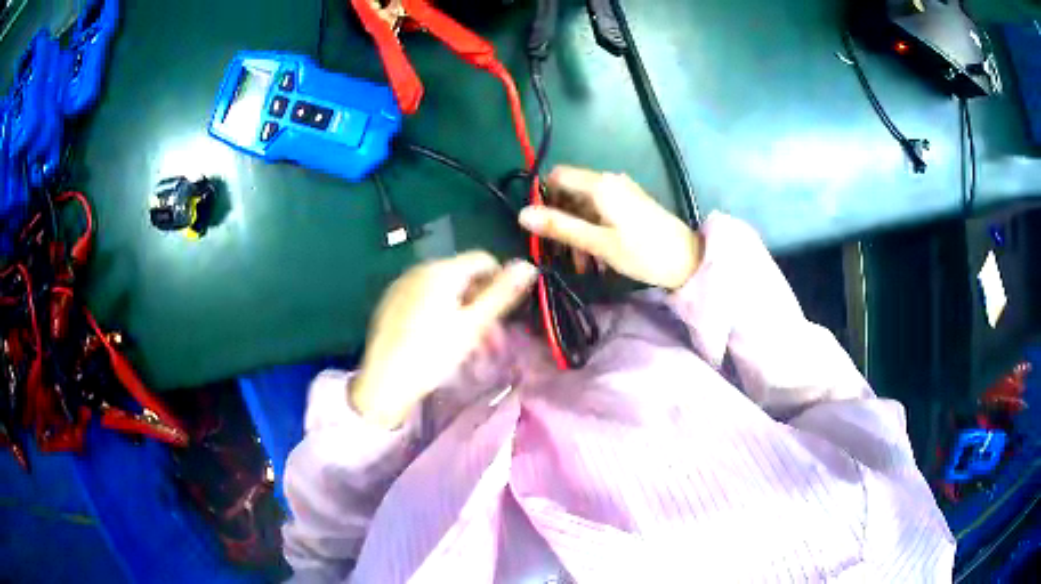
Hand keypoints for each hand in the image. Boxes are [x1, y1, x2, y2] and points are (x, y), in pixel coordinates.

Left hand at [351, 252, 537, 429]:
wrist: (384, 384)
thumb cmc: (432, 354)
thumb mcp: (473, 326)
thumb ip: (501, 294)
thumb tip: (528, 265)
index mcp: (440, 270)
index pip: (483, 260)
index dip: (500, 283)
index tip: (505, 316)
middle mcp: (419, 269)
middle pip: (463, 277)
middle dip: (483, 305)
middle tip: (492, 341)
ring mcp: (401, 286)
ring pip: (445, 292)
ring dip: (465, 314)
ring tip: (471, 348)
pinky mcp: (391, 304)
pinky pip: (425, 301)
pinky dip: (441, 316)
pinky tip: (442, 344)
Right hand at [518, 166, 702, 290]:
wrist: (688, 261)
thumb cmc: (643, 252)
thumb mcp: (598, 243)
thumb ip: (560, 227)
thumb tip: (522, 214)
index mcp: (599, 185)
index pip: (557, 176)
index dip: (543, 198)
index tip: (542, 227)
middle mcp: (609, 182)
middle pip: (571, 194)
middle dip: (563, 223)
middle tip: (563, 257)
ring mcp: (622, 193)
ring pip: (586, 207)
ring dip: (579, 233)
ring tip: (584, 267)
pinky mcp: (632, 206)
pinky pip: (602, 213)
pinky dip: (595, 232)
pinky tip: (599, 259)